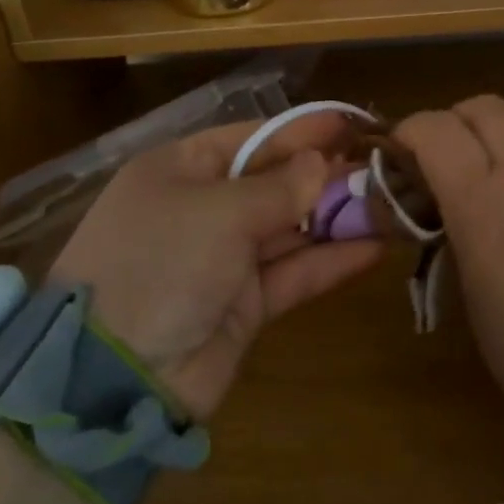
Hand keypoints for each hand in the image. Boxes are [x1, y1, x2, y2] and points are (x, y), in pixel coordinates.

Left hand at [51, 113, 382, 419]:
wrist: (112, 378)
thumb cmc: (160, 263)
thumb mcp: (217, 212)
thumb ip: (278, 188)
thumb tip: (322, 163)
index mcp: (181, 170)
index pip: (251, 139)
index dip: (302, 131)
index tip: (352, 125)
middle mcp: (203, 208)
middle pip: (275, 182)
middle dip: (326, 175)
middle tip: (383, 167)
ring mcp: (223, 258)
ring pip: (291, 229)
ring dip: (337, 218)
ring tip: (391, 203)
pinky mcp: (245, 305)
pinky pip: (294, 273)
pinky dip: (331, 261)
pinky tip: (375, 247)